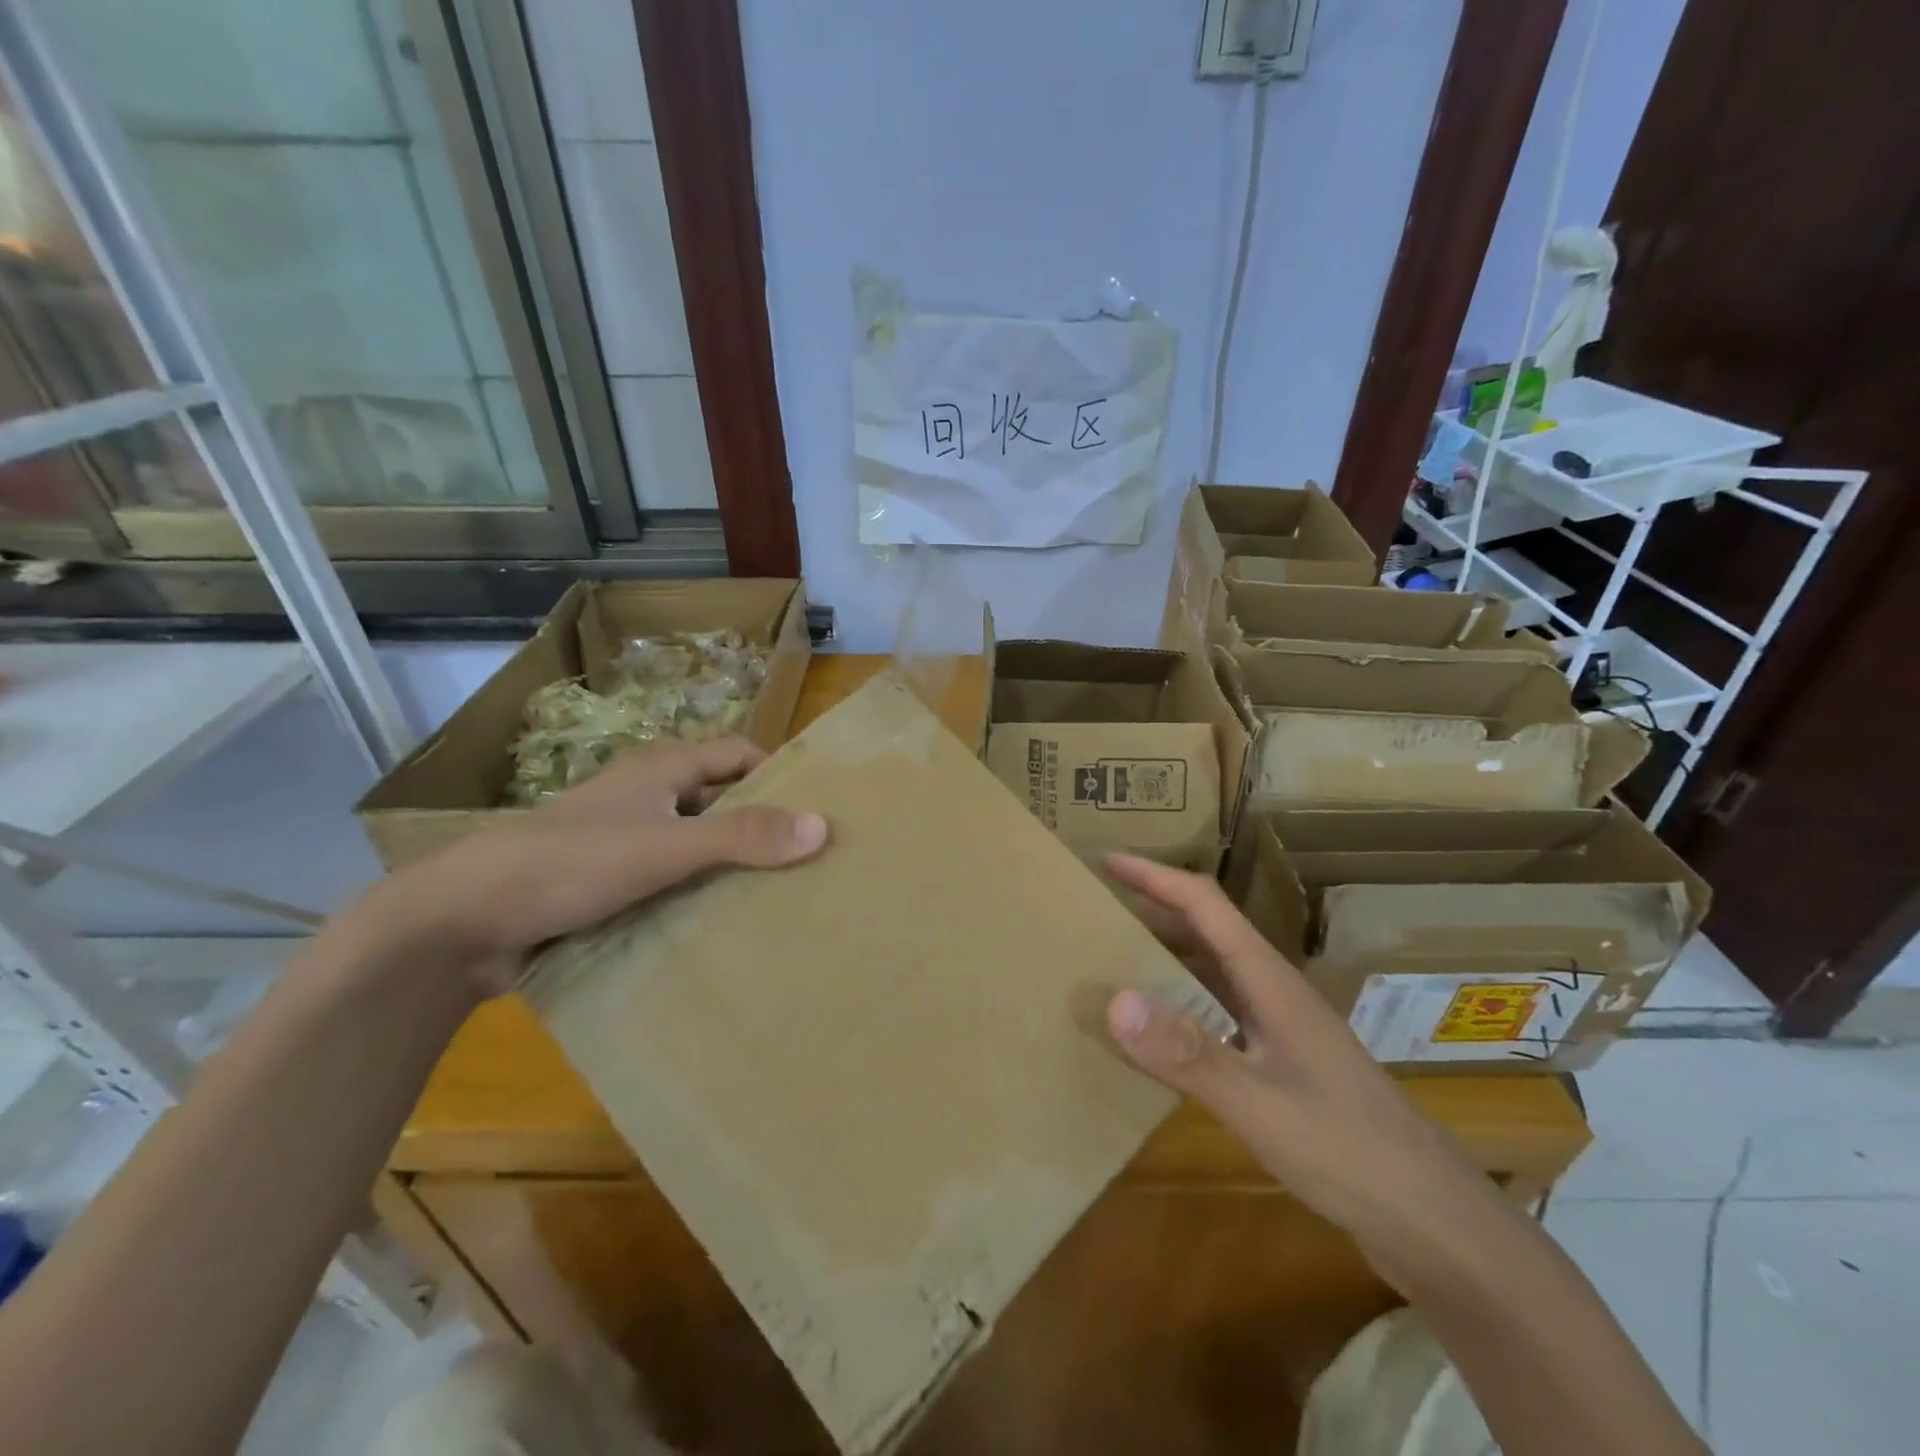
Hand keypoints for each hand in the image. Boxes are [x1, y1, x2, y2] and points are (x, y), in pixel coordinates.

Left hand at [355, 738, 827, 996]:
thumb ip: (741, 836)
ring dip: (727, 864)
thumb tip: (824, 827)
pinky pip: (667, 880)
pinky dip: (694, 894)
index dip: (777, 772)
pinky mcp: (605, 883)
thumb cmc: (570, 863)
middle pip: (718, 799)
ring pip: (693, 844)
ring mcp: (623, 841)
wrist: (462, 922)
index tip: (817, 807)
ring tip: (777, 899)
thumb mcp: (665, 847)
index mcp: (660, 770)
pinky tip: (719, 925)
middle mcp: (645, 796)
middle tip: (808, 860)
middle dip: (759, 824)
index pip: (737, 753)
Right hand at [1103, 854, 1499, 1273]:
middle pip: (1206, 930)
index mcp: (1270, 980)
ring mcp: (1280, 1028)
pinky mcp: (1281, 1063)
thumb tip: (1115, 999)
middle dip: (1151, 908)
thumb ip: (1189, 1053)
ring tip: (1111, 958)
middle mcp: (1273, 991)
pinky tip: (1155, 1032)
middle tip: (1094, 908)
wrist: (1433, 1221)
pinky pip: (1216, 1012)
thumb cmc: (1350, 1152)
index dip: (1154, 876)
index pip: (1205, 904)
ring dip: (1163, 954)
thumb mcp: (1261, 1105)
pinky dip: (1179, 1005)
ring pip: (1211, 971)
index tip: (1105, 861)